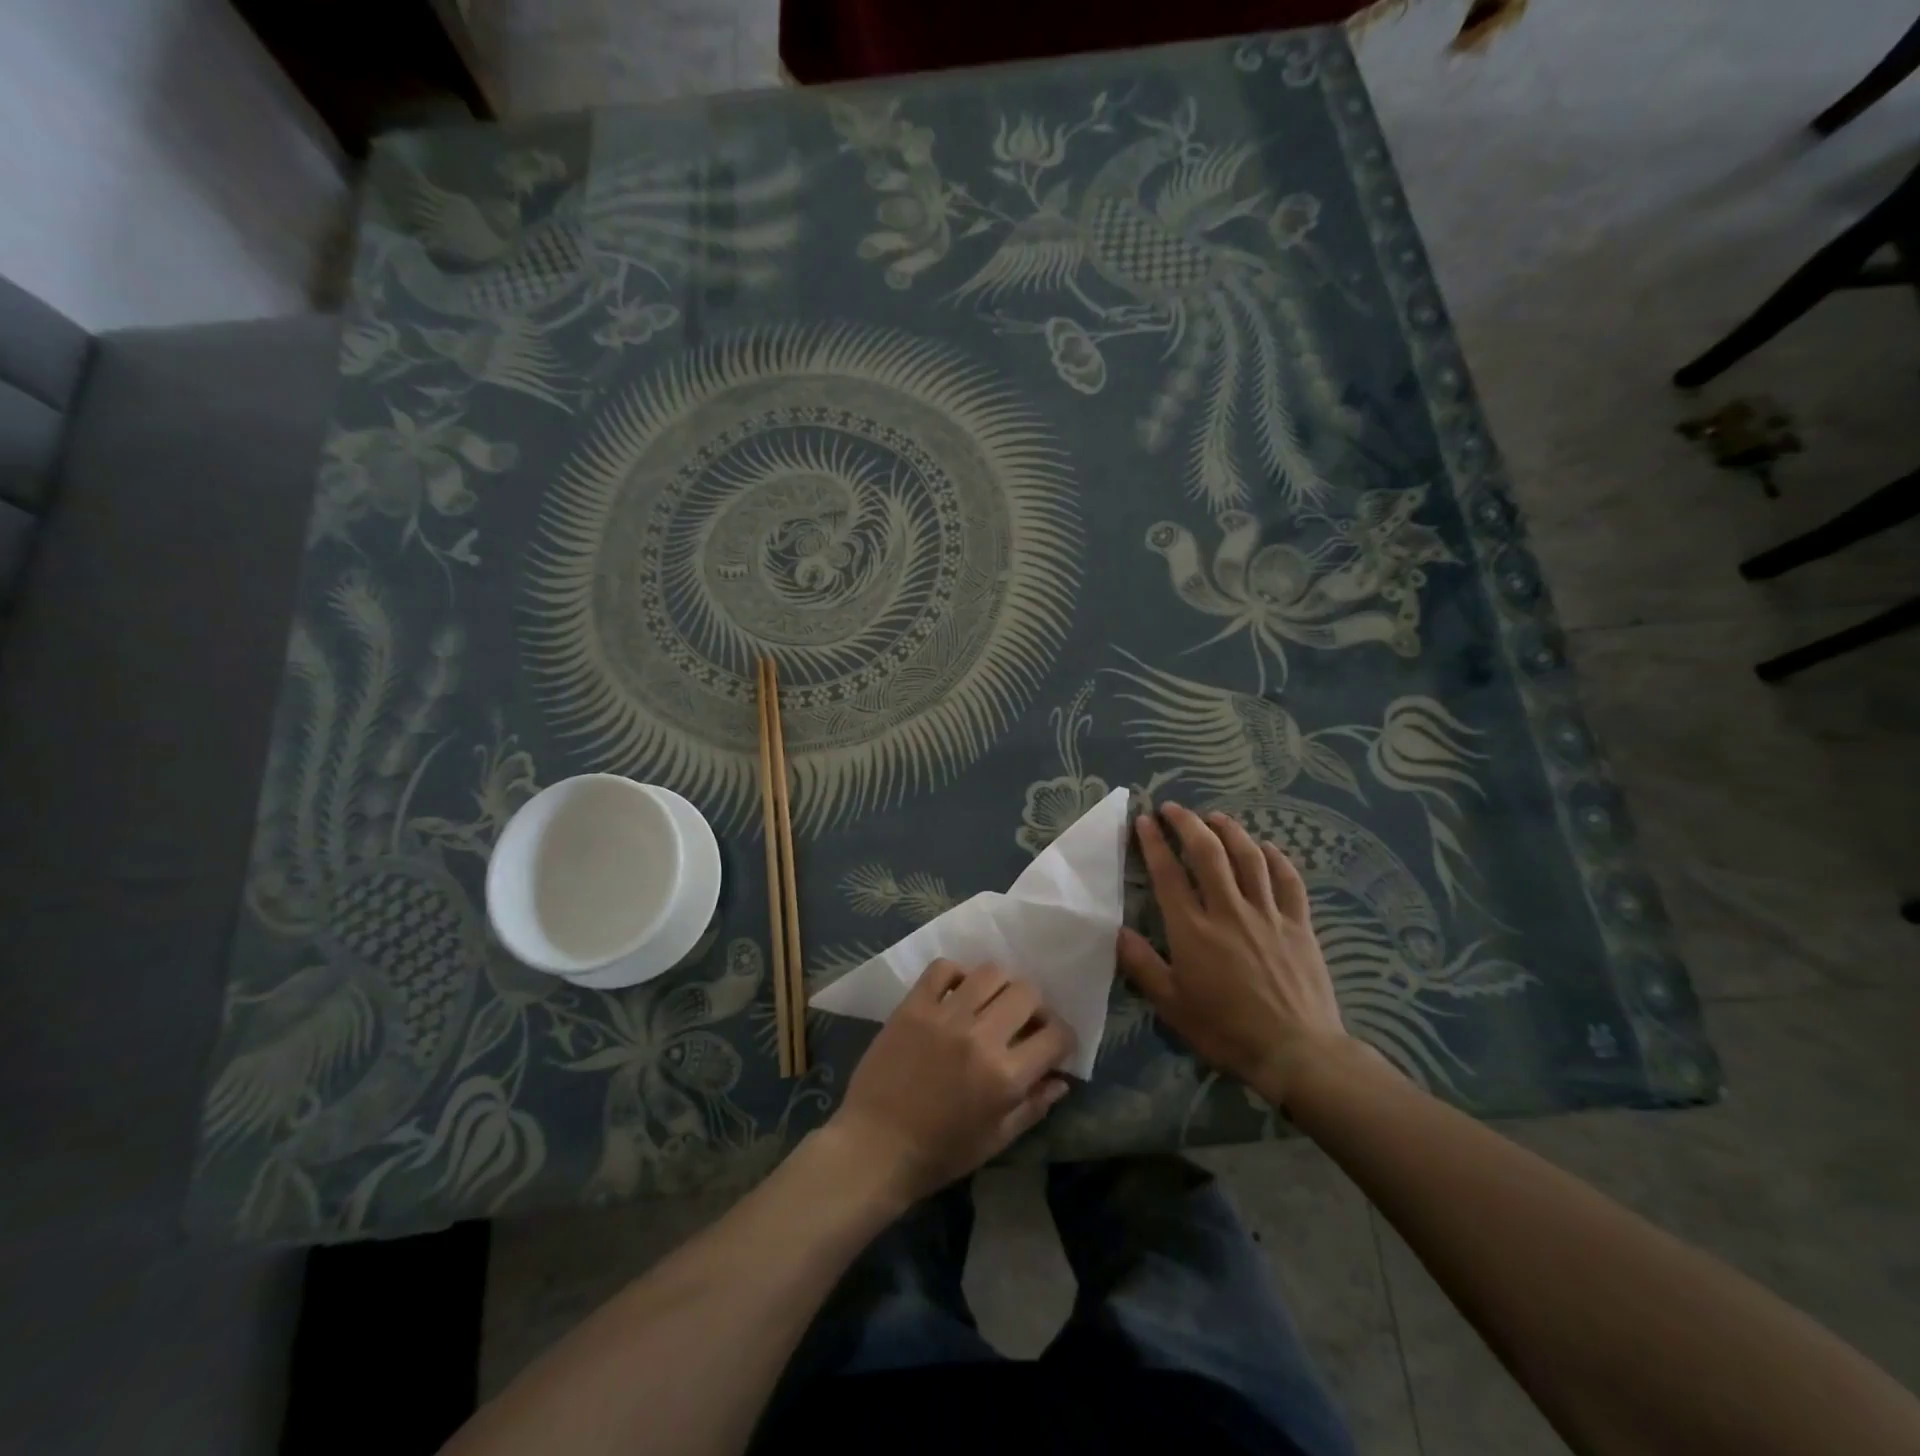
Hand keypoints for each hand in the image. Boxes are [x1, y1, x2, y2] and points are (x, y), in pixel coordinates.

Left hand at [827, 960, 1075, 1204]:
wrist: (874, 1148)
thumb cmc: (939, 1153)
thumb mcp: (996, 1140)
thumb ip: (1033, 1106)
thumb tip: (1062, 1079)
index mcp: (1005, 1076)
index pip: (1056, 1035)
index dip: (1063, 1038)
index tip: (1052, 1044)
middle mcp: (980, 1036)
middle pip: (1027, 992)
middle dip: (1035, 1007)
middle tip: (1023, 1022)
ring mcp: (944, 1016)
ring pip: (990, 972)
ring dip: (1000, 986)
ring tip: (991, 1003)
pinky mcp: (913, 1006)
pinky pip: (943, 968)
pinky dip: (957, 974)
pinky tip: (957, 992)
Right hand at [1117, 803, 1351, 1104]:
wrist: (1296, 1052)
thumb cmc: (1226, 1030)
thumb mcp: (1172, 1005)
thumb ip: (1142, 965)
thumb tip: (1117, 930)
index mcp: (1193, 930)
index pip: (1168, 873)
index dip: (1154, 842)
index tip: (1144, 820)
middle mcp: (1229, 910)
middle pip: (1207, 852)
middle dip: (1187, 823)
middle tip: (1173, 808)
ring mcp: (1268, 914)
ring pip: (1249, 857)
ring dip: (1230, 831)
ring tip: (1215, 817)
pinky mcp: (1299, 925)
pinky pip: (1289, 881)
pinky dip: (1277, 858)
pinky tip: (1267, 847)